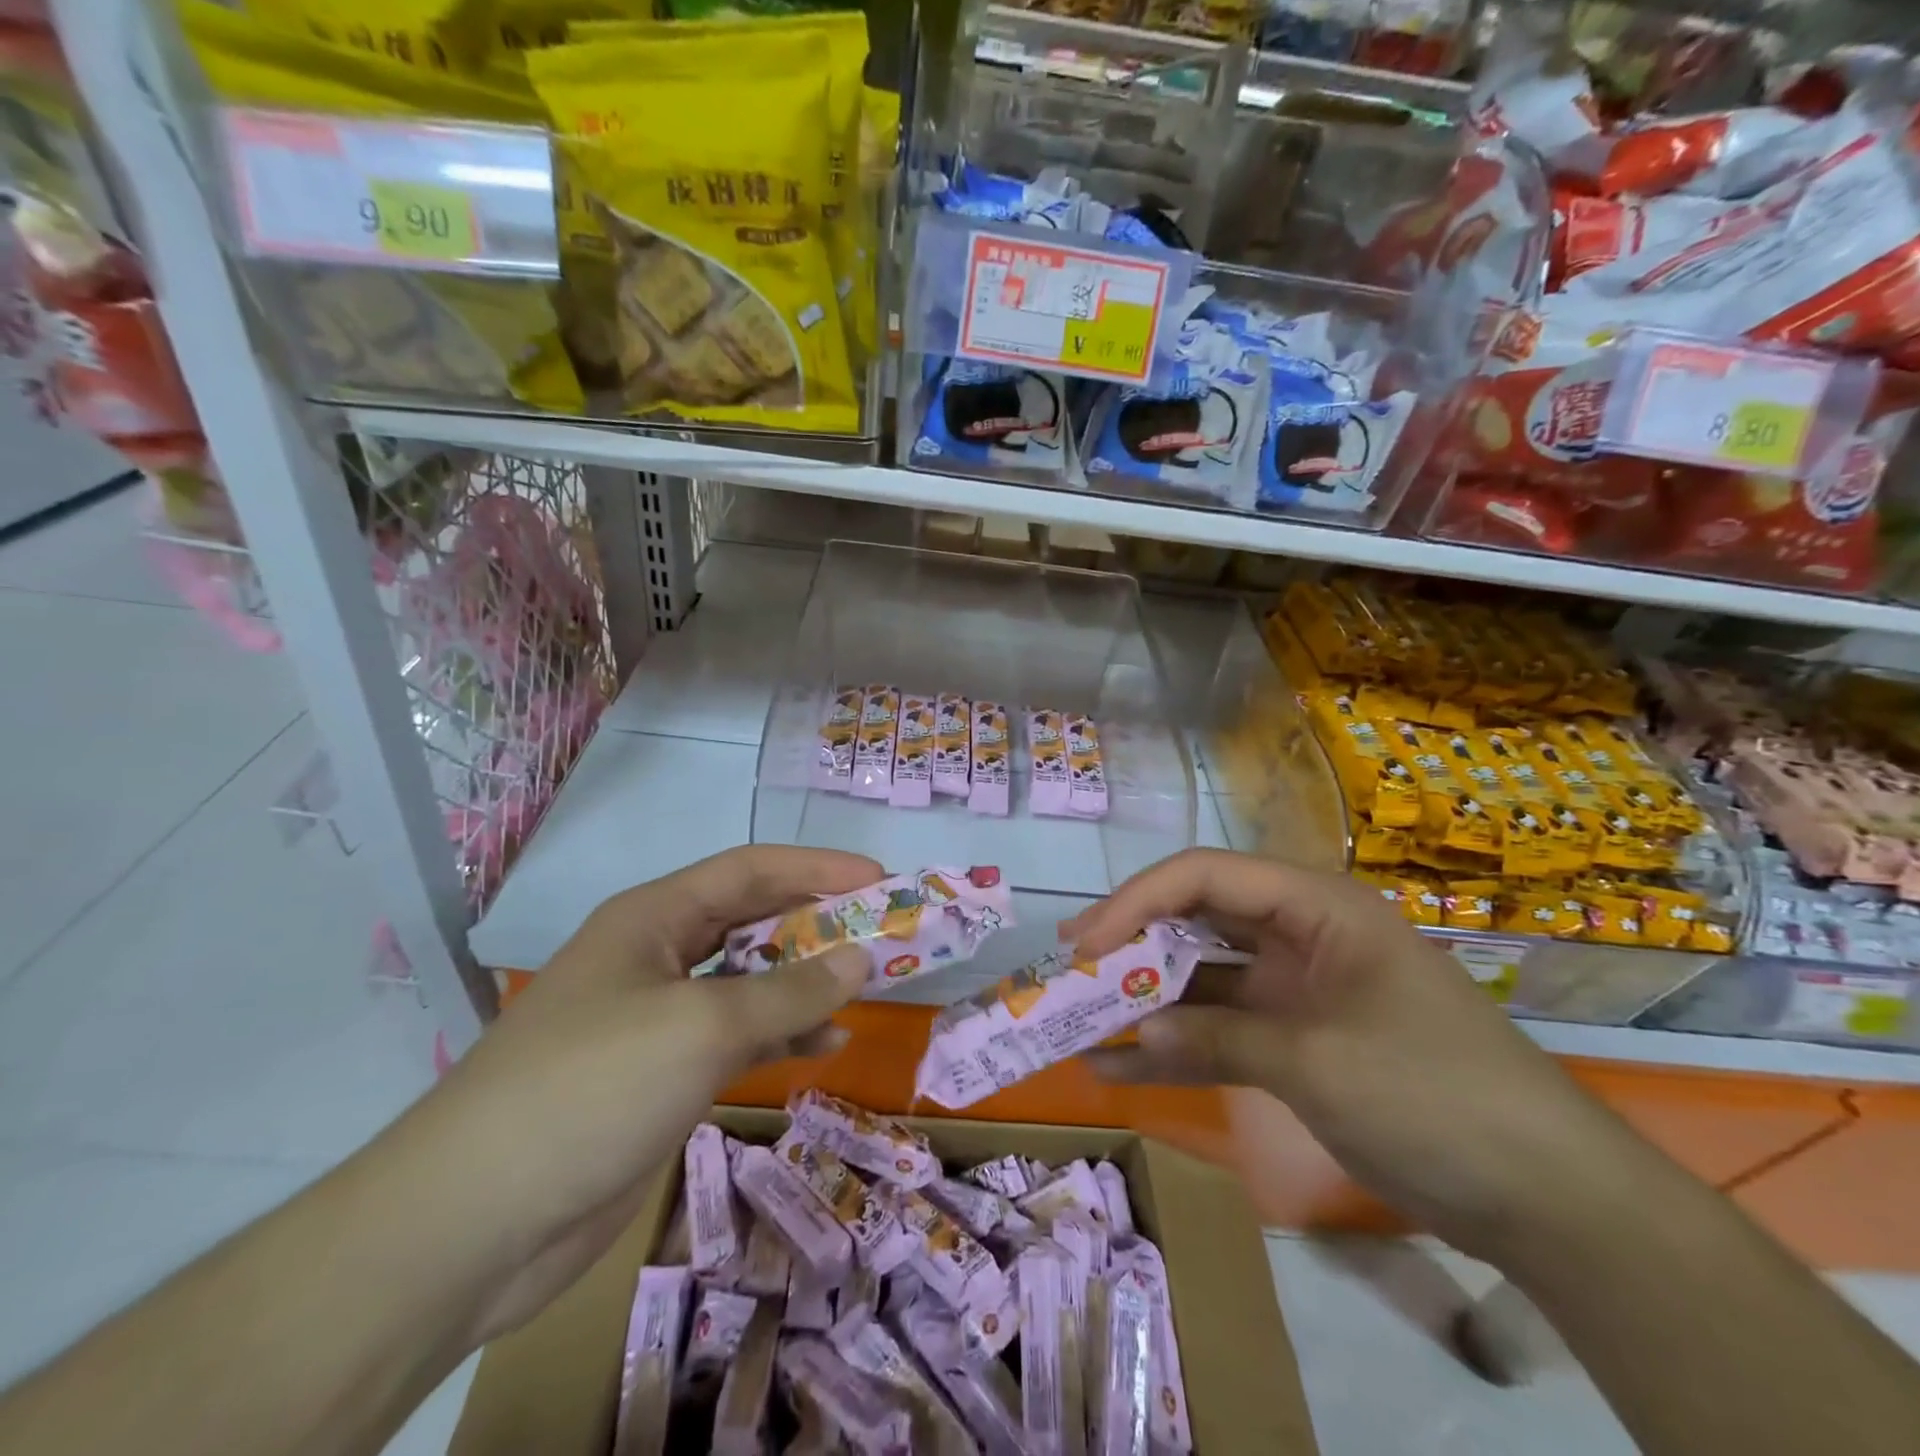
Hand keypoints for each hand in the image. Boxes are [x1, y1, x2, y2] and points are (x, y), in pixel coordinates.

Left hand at [374, 845, 882, 1344]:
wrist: (472, 1223)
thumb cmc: (591, 1087)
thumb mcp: (701, 1026)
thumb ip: (787, 990)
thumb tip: (860, 958)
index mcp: (654, 918)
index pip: (749, 871)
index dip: (816, 868)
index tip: (879, 879)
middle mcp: (657, 956)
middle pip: (751, 922)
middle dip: (816, 923)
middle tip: (882, 931)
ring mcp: (657, 1017)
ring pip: (748, 982)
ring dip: (804, 980)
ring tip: (866, 984)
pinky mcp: (660, 1074)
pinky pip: (736, 1036)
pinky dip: (781, 1034)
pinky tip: (825, 1043)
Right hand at [1062, 849, 1631, 1259]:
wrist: (1546, 1197)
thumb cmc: (1435, 1095)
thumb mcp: (1316, 1062)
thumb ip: (1218, 1038)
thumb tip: (1134, 1038)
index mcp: (1314, 908)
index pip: (1205, 876)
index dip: (1137, 900)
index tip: (1086, 941)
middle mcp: (1298, 936)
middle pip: (1197, 920)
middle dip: (1133, 944)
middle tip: (1071, 970)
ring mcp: (1295, 990)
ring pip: (1202, 978)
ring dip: (1146, 1000)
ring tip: (1079, 1017)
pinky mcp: (1295, 1040)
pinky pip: (1221, 1031)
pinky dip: (1175, 1048)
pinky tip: (1119, 1069)